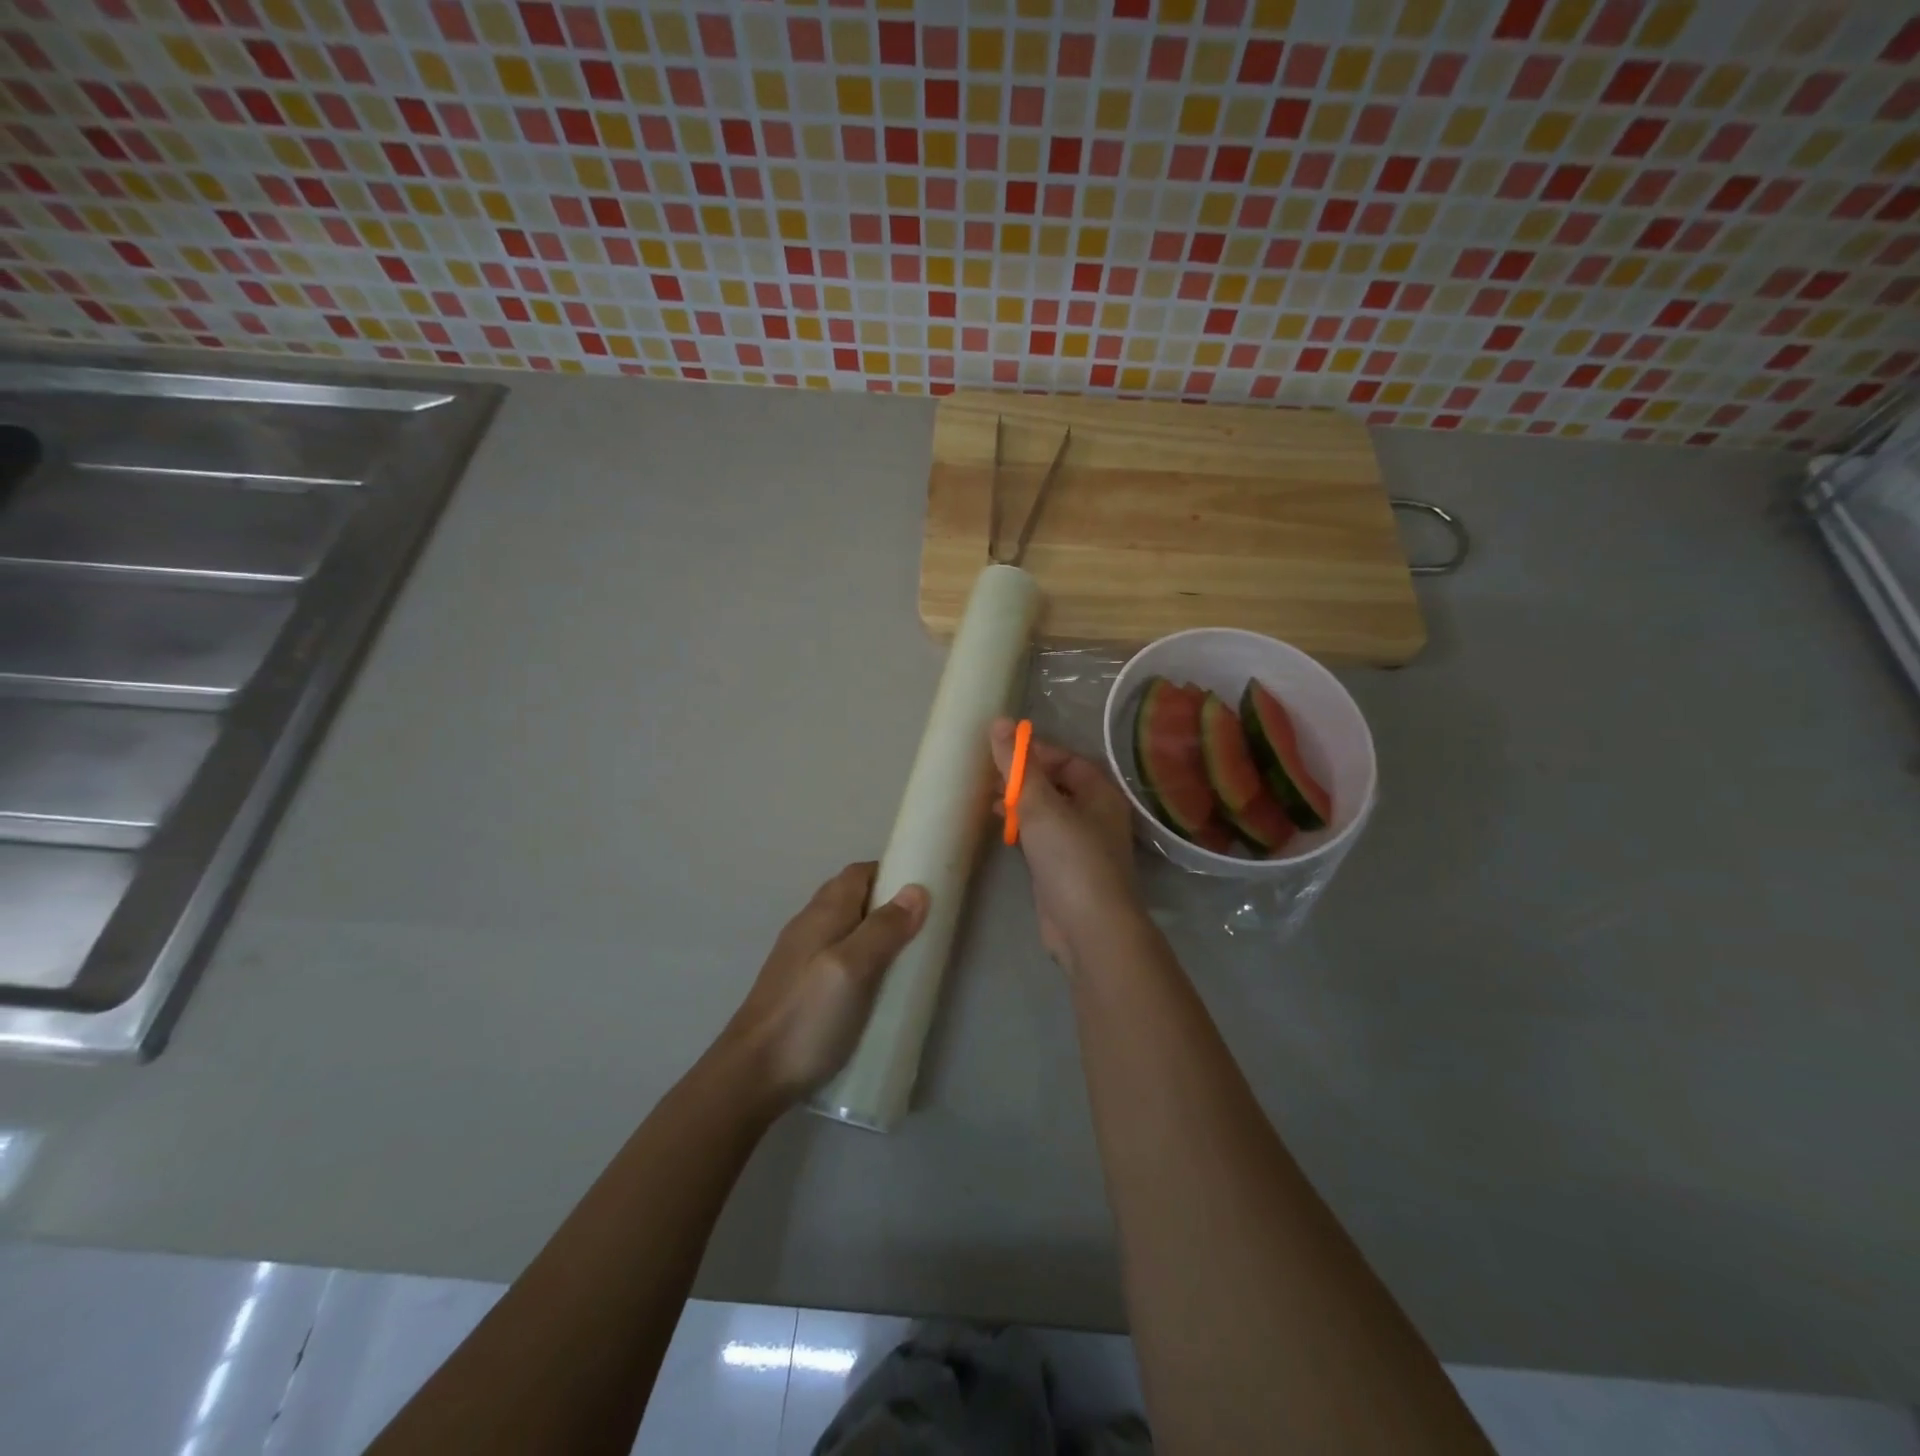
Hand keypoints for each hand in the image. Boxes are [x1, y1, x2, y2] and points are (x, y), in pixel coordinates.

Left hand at [717, 863, 928, 1104]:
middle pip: (853, 897)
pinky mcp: (800, 986)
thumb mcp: (853, 969)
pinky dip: (862, 959)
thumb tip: (917, 889)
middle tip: (923, 928)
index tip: (926, 890)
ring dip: (876, 934)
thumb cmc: (808, 1016)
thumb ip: (884, 929)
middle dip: (888, 904)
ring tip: (906, 958)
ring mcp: (800, 956)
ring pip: (846, 928)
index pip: (860, 873)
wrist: (752, 1074)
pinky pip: (838, 957)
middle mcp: (809, 925)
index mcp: (823, 913)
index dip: (892, 873)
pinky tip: (875, 988)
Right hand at [990, 718, 1141, 967]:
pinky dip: (1023, 829)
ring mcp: (1081, 845)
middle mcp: (1096, 815)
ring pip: (1048, 813)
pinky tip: (1002, 830)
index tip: (1000, 752)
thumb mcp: (1040, 804)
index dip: (1034, 752)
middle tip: (989, 777)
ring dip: (1020, 804)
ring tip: (989, 802)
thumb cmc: (1071, 857)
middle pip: (1056, 785)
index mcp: (1100, 793)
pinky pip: (1042, 838)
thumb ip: (1018, 765)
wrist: (1089, 927)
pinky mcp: (1065, 870)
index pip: (1066, 760)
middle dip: (1023, 779)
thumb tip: (1000, 722)